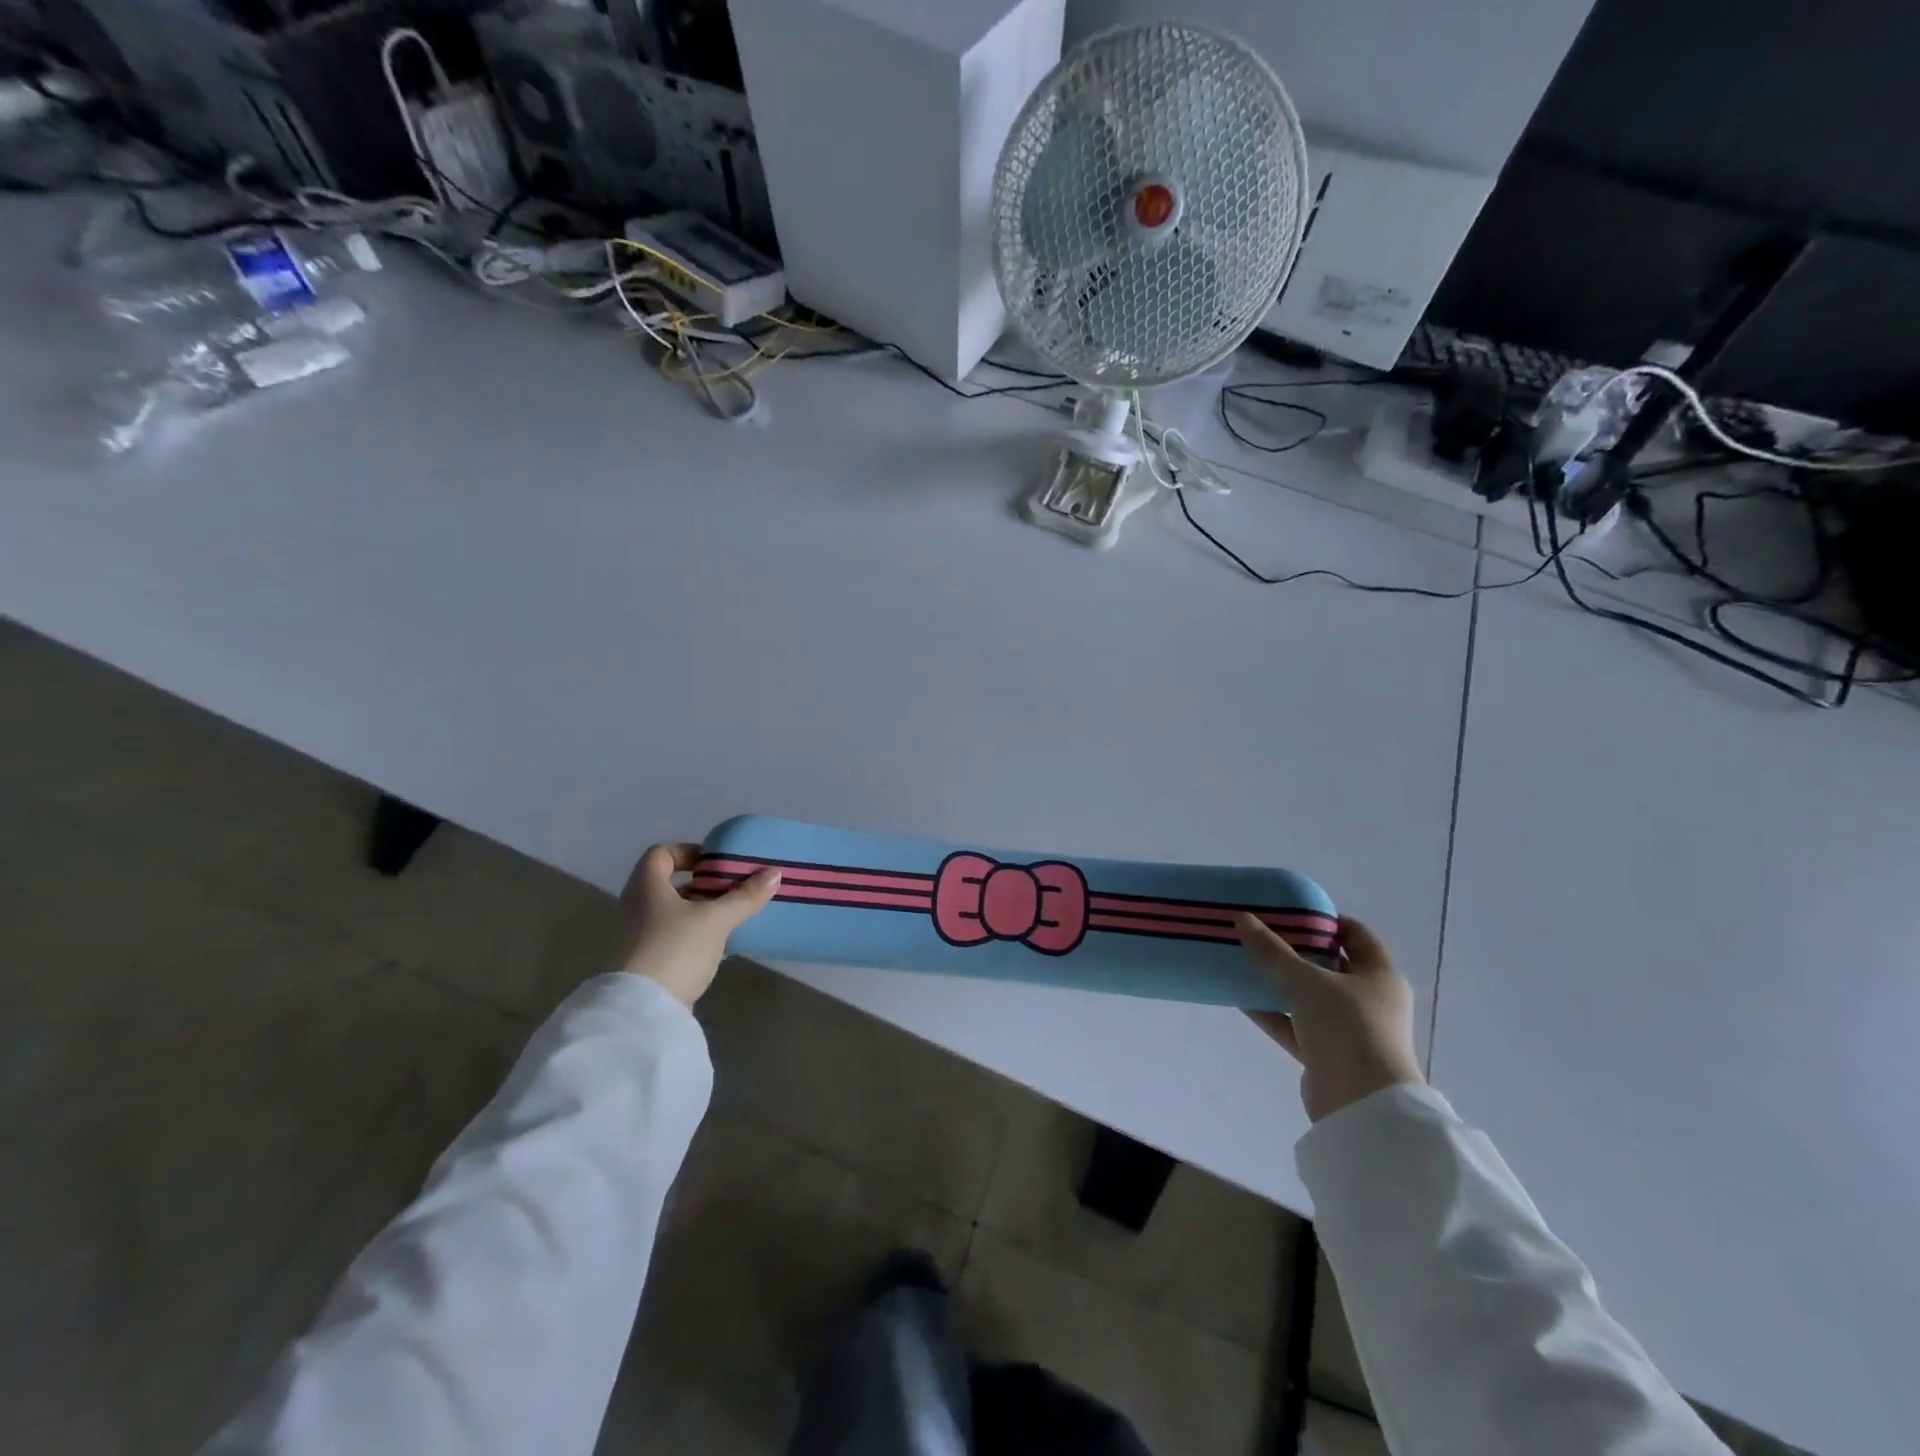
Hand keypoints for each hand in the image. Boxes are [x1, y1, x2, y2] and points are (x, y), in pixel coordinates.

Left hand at [619, 843, 780, 1007]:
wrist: (644, 1009)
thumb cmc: (676, 949)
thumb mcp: (717, 919)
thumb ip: (745, 896)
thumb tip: (775, 873)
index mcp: (646, 886)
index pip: (661, 853)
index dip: (688, 852)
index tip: (716, 863)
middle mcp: (636, 906)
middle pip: (669, 883)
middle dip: (702, 884)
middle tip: (732, 889)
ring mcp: (638, 936)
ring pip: (672, 911)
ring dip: (700, 910)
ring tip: (731, 916)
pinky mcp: (645, 962)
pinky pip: (672, 936)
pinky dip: (694, 934)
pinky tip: (719, 945)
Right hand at [1237, 914, 1423, 1122]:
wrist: (1362, 1105)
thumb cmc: (1347, 1028)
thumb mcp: (1306, 981)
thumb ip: (1272, 951)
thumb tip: (1242, 918)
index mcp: (1380, 975)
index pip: (1355, 934)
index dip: (1325, 919)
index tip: (1289, 911)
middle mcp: (1369, 999)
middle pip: (1329, 964)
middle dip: (1294, 949)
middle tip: (1260, 932)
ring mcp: (1349, 1029)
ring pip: (1308, 996)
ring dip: (1279, 981)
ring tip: (1244, 961)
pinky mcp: (1327, 1054)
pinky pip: (1295, 1025)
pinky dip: (1272, 1012)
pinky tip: (1241, 998)